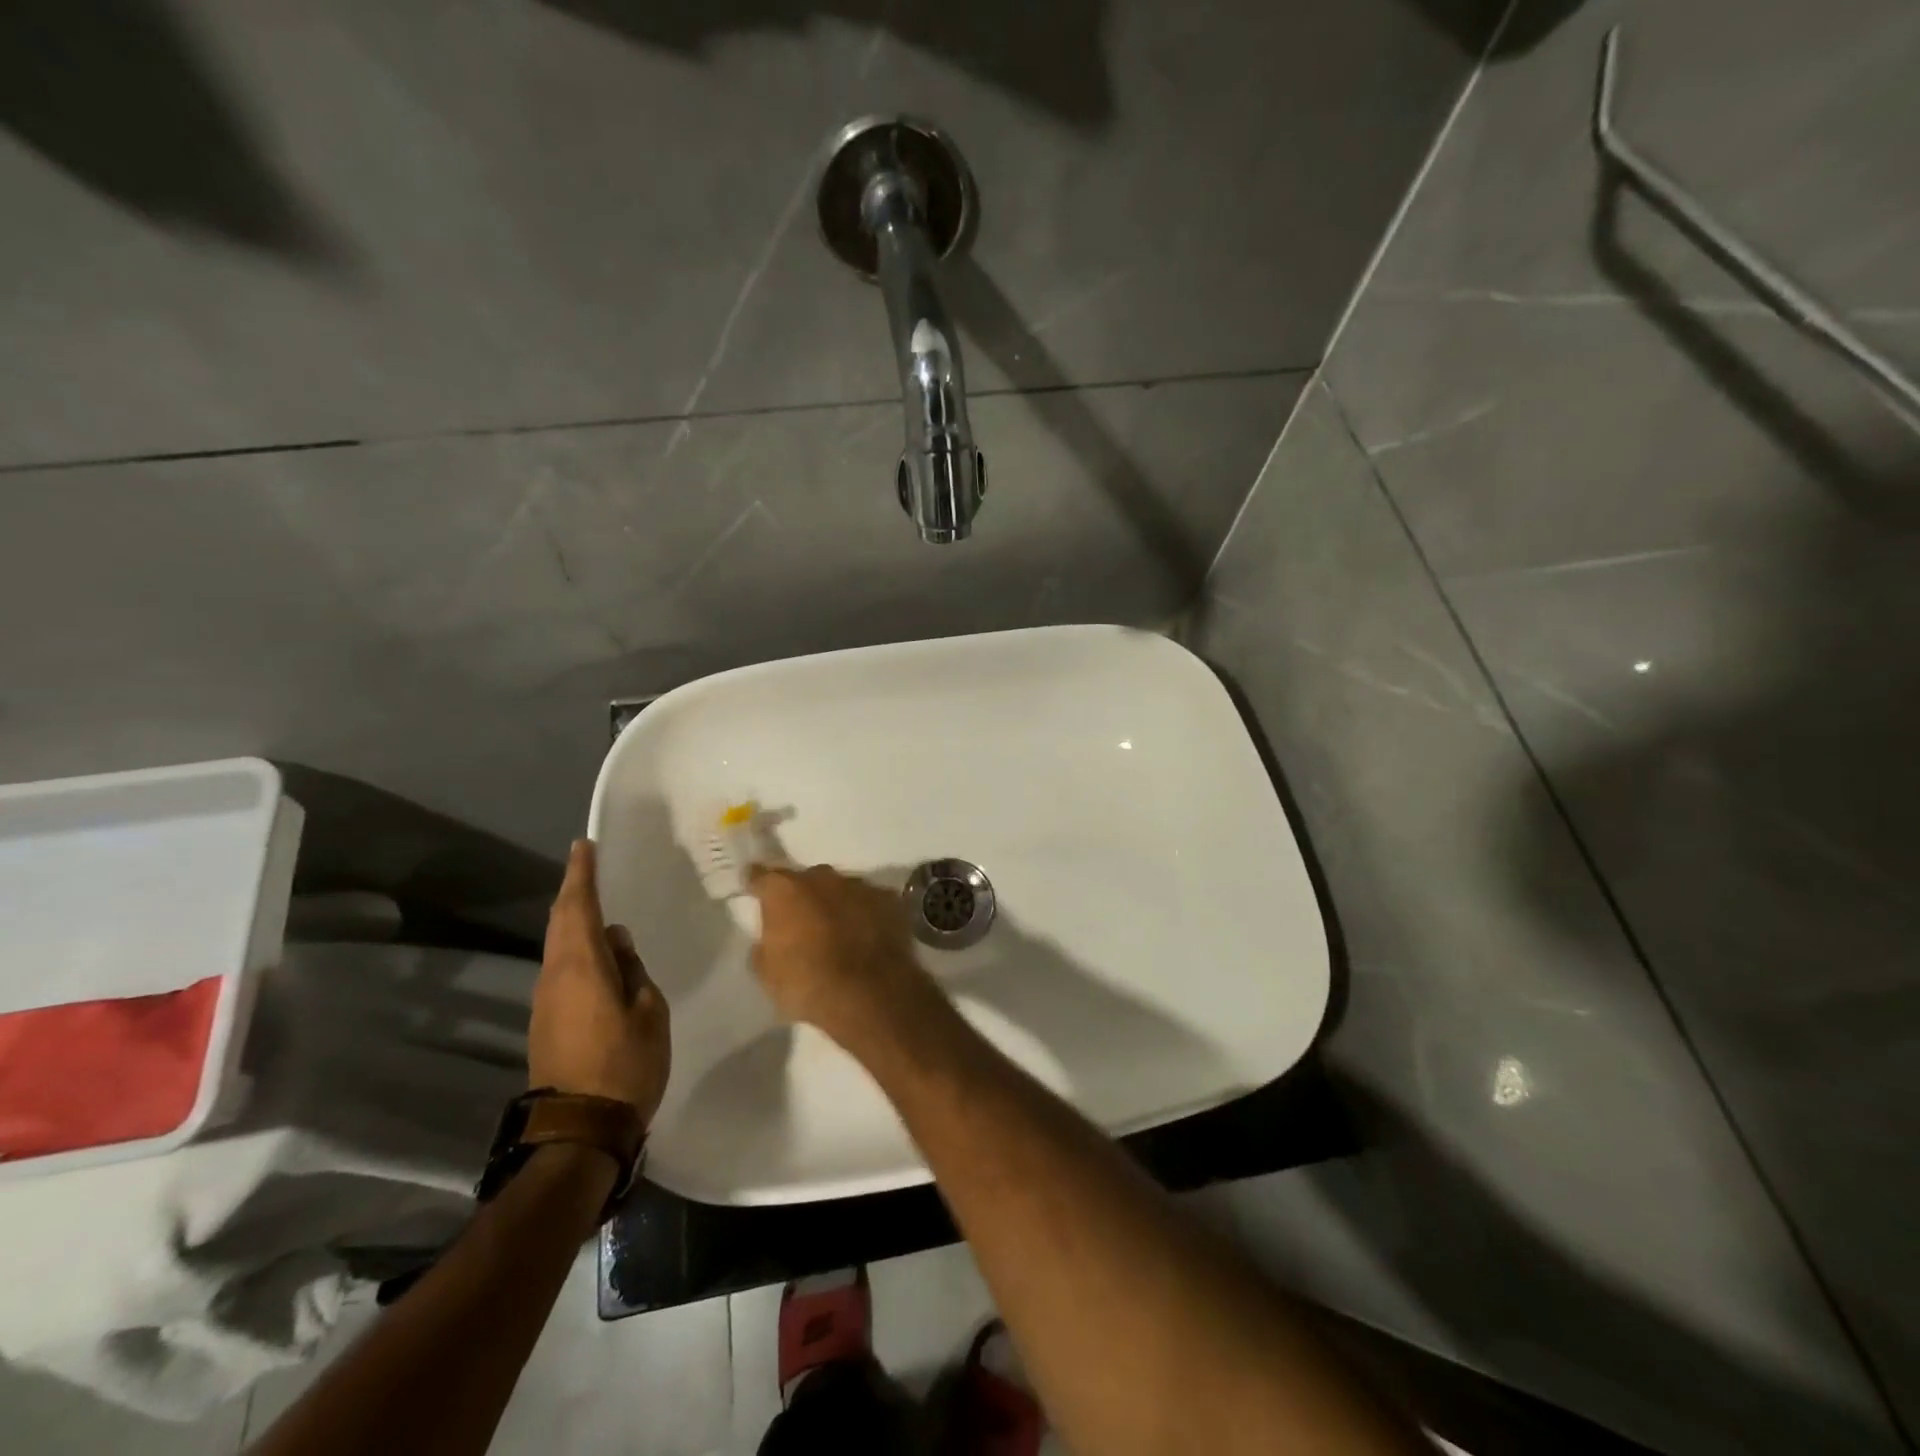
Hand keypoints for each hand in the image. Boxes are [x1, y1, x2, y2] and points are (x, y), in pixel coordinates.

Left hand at [529, 840, 670, 1123]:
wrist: (579, 1129)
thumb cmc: (625, 1064)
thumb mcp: (648, 1010)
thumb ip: (632, 969)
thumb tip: (617, 941)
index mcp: (581, 966)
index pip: (578, 907)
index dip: (581, 874)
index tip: (584, 846)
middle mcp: (555, 976)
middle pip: (560, 922)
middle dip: (573, 892)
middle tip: (588, 867)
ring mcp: (546, 1001)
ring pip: (558, 946)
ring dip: (573, 920)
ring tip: (596, 905)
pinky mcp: (547, 1021)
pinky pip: (561, 968)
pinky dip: (575, 947)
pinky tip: (596, 953)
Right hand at [748, 864, 941, 1048]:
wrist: (869, 993)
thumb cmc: (808, 984)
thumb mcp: (767, 974)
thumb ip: (765, 946)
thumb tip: (771, 940)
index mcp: (785, 890)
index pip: (762, 876)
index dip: (757, 884)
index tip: (755, 890)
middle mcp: (822, 877)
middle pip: (806, 880)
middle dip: (803, 896)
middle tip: (802, 922)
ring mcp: (859, 885)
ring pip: (841, 889)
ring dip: (837, 904)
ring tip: (839, 932)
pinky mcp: (889, 899)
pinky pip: (870, 902)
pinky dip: (865, 914)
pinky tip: (867, 936)